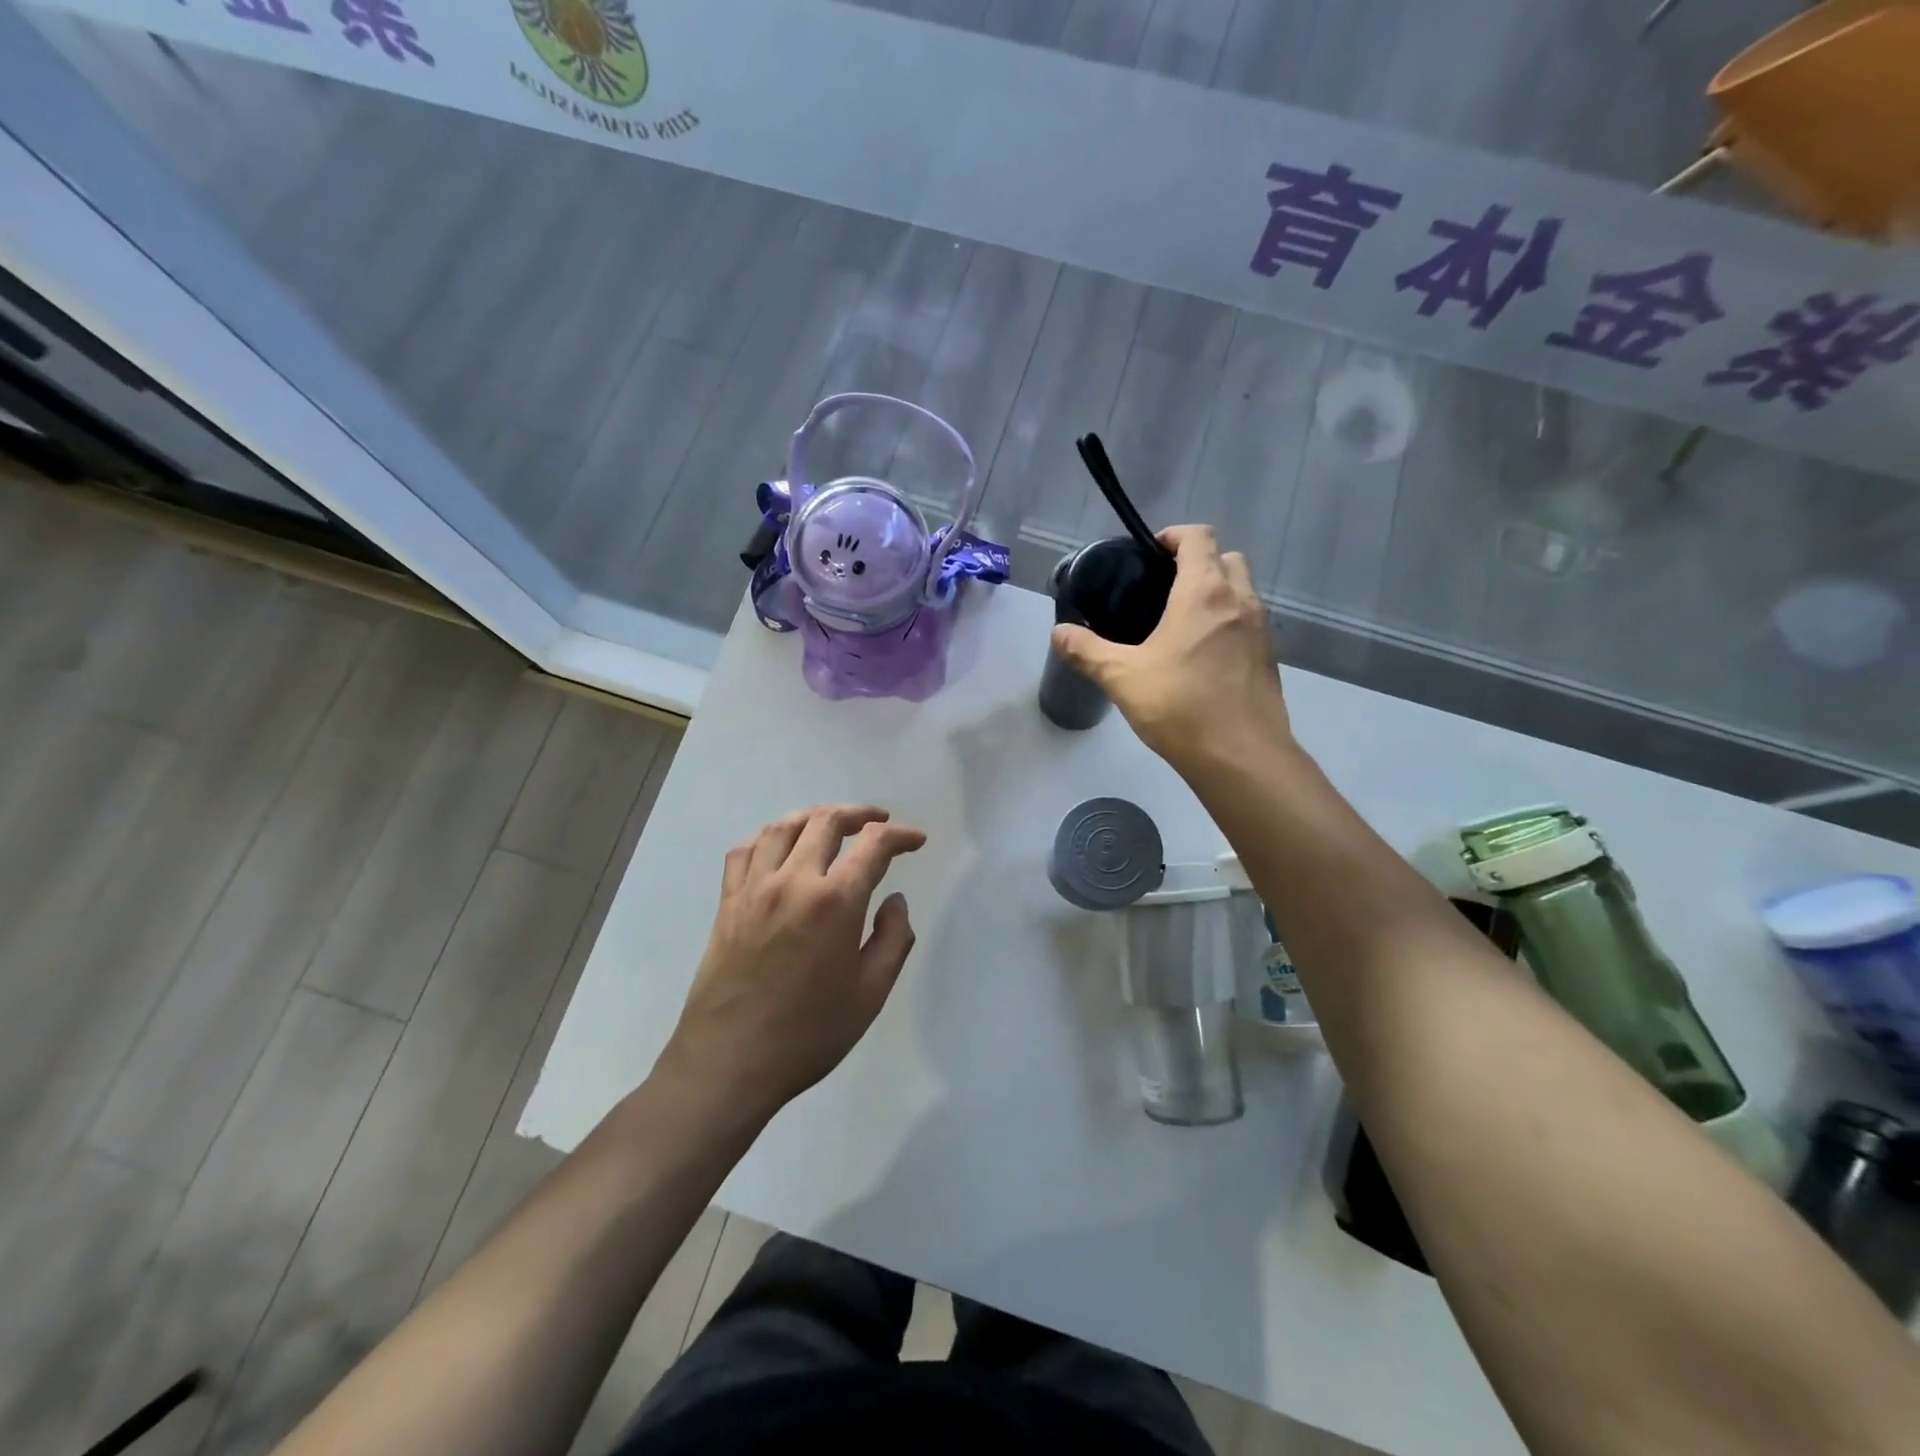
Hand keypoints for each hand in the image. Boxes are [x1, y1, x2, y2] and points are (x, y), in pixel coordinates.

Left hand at [659, 805, 926, 1121]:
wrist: (729, 1064)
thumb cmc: (808, 1034)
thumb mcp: (870, 994)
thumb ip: (893, 939)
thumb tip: (895, 901)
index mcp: (835, 902)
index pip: (873, 845)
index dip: (899, 835)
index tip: (915, 840)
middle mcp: (793, 881)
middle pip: (826, 821)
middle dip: (859, 815)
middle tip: (877, 823)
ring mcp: (754, 888)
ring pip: (783, 827)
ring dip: (814, 817)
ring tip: (832, 824)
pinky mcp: (727, 903)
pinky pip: (745, 851)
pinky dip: (768, 837)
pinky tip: (780, 849)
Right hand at [1051, 524, 1290, 768]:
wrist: (1240, 756)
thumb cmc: (1179, 706)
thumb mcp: (1122, 677)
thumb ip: (1087, 651)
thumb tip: (1059, 633)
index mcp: (1204, 592)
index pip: (1199, 537)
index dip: (1174, 537)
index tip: (1150, 555)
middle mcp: (1240, 600)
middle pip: (1227, 558)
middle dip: (1199, 562)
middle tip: (1165, 588)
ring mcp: (1261, 629)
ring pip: (1243, 590)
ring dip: (1217, 592)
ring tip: (1181, 623)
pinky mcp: (1270, 658)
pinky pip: (1248, 623)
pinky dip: (1229, 623)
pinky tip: (1202, 656)